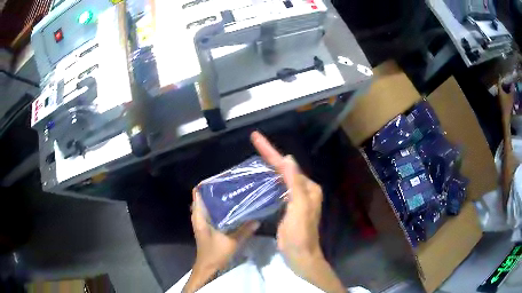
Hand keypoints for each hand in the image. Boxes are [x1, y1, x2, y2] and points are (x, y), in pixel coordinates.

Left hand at [184, 191, 258, 292]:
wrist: (208, 267)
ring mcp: (201, 222)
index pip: (197, 193)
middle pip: (202, 197)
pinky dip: (218, 208)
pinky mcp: (206, 227)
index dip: (205, 184)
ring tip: (232, 193)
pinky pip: (210, 212)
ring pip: (206, 204)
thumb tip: (257, 219)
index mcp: (200, 217)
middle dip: (214, 190)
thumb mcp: (232, 242)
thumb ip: (244, 230)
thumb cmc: (215, 254)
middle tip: (230, 185)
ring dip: (216, 199)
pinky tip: (231, 208)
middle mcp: (198, 216)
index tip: (220, 179)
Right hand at [251, 131, 343, 291]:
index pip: (287, 166)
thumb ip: (295, 183)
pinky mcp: (286, 207)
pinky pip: (277, 188)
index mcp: (308, 188)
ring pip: (280, 177)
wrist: (300, 255)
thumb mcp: (299, 208)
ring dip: (269, 166)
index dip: (271, 151)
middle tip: (255, 141)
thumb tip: (288, 159)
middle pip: (284, 169)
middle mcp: (303, 189)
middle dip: (269, 155)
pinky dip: (268, 181)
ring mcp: (295, 198)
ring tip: (255, 155)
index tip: (256, 137)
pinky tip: (259, 178)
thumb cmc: (300, 234)